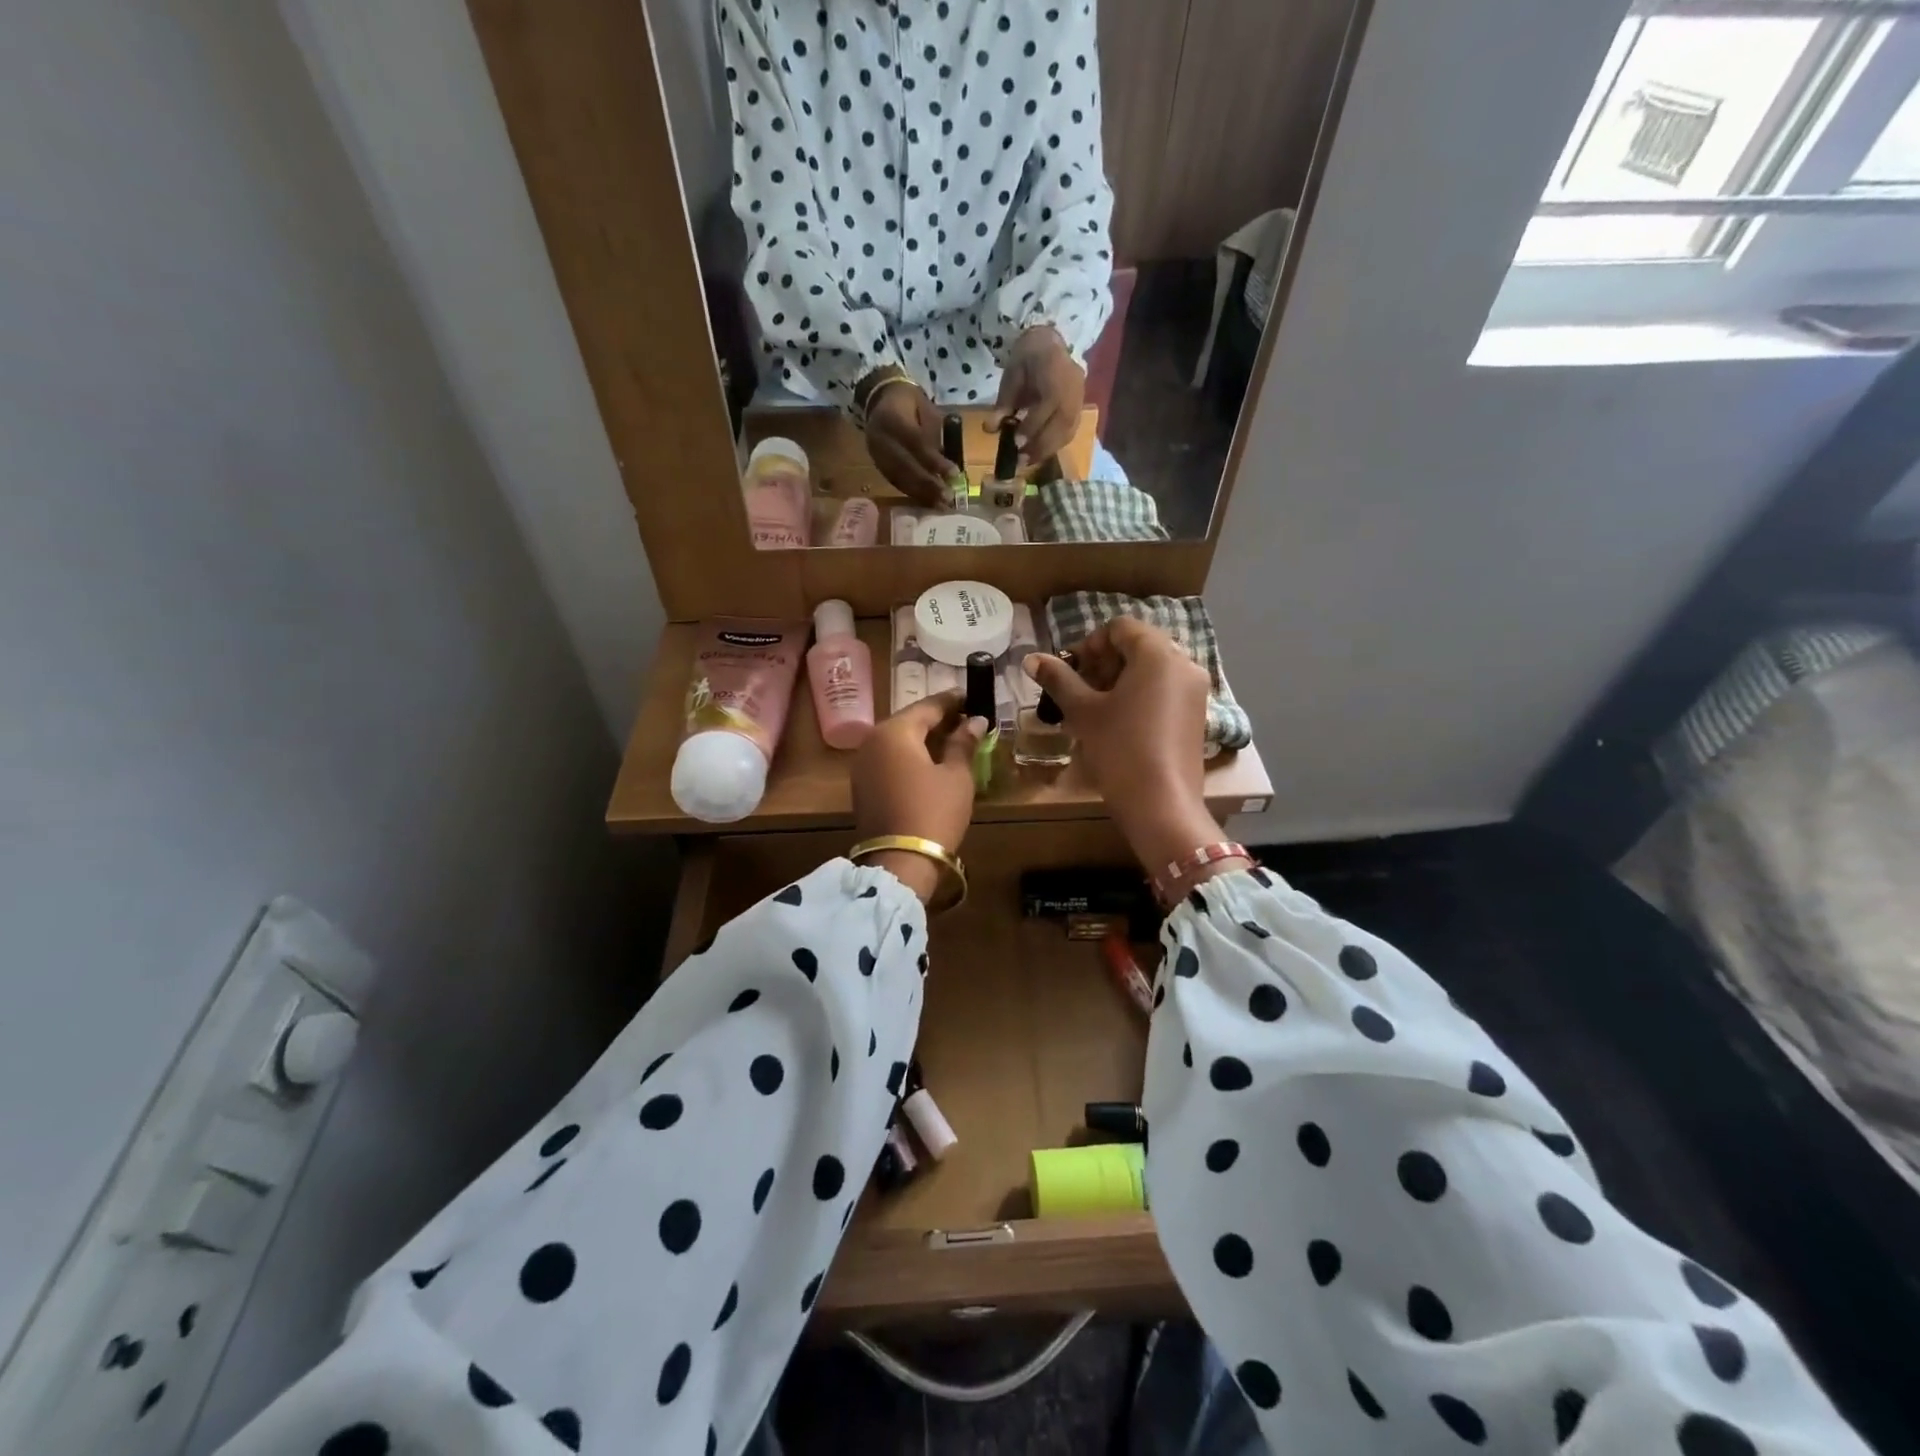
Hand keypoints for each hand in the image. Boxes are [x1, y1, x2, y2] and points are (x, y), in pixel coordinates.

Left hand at [850, 691, 987, 902]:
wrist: (899, 862)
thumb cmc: (934, 812)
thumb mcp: (957, 776)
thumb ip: (964, 743)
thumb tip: (975, 720)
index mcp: (895, 731)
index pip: (928, 705)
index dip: (953, 701)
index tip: (974, 698)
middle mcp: (873, 740)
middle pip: (910, 720)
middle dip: (938, 719)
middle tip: (966, 719)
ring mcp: (863, 763)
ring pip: (898, 740)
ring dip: (923, 737)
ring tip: (953, 740)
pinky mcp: (862, 784)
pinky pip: (889, 758)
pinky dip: (910, 755)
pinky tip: (931, 761)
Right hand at [863, 378, 951, 506]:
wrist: (881, 399)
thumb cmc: (911, 403)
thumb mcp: (926, 410)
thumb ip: (934, 435)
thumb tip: (946, 464)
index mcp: (891, 416)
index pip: (915, 443)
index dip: (934, 460)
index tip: (954, 474)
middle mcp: (879, 436)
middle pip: (904, 465)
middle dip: (927, 484)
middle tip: (947, 497)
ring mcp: (875, 453)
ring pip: (898, 477)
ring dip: (920, 493)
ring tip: (939, 504)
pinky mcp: (876, 464)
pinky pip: (894, 481)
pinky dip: (911, 492)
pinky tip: (926, 500)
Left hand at [993, 326, 1084, 470]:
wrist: (1048, 344)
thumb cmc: (1027, 359)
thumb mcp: (1011, 377)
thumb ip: (1004, 403)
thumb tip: (990, 429)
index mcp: (1057, 375)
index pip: (1047, 407)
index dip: (1031, 427)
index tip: (1015, 443)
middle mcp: (1073, 390)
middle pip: (1061, 425)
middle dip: (1040, 446)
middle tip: (1020, 461)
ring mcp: (1079, 400)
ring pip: (1067, 432)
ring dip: (1047, 451)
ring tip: (1028, 461)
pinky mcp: (1080, 409)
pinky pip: (1070, 432)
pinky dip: (1054, 446)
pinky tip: (1040, 454)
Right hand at [1025, 619, 1222, 873]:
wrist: (1162, 806)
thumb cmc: (1120, 749)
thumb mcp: (1084, 712)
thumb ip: (1058, 679)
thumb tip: (1032, 658)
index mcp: (1158, 654)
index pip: (1120, 628)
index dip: (1090, 644)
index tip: (1072, 672)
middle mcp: (1184, 664)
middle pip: (1139, 646)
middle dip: (1105, 662)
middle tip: (1080, 690)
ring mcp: (1195, 691)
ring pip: (1153, 670)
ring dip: (1121, 680)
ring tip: (1096, 709)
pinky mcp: (1198, 716)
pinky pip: (1165, 691)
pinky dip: (1141, 696)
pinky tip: (1120, 724)